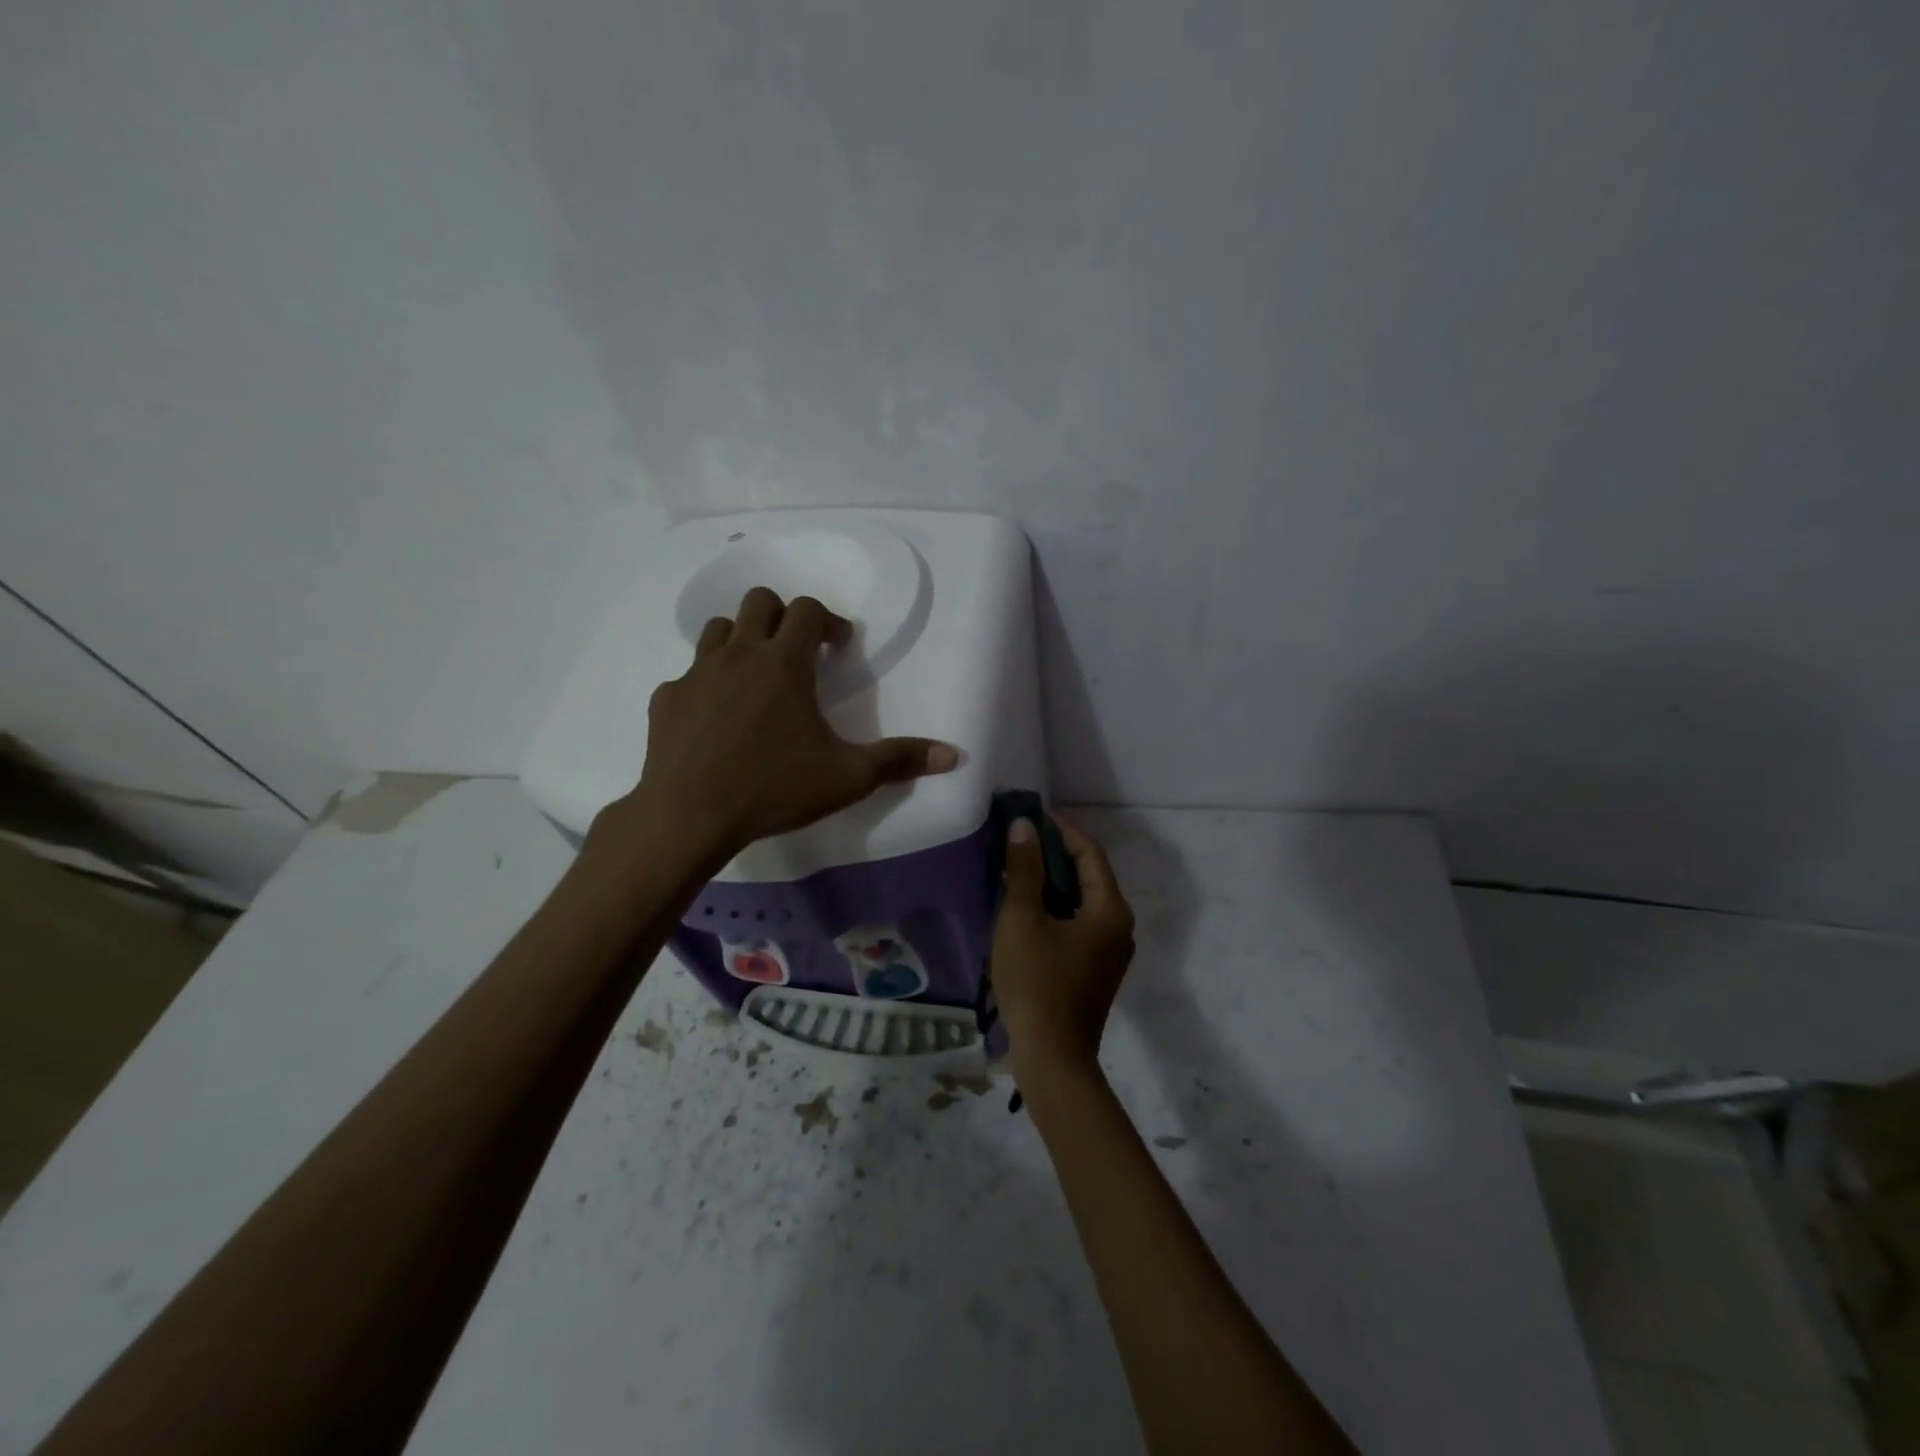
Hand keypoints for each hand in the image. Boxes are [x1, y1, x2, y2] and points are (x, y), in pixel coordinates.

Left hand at [609, 587, 957, 860]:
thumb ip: (900, 760)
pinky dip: (707, 684)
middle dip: (783, 616)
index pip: (807, 609)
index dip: (828, 620)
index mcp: (785, 663)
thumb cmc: (774, 789)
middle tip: (798, 653)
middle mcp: (739, 654)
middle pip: (759, 602)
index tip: (839, 645)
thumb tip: (955, 755)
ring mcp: (696, 673)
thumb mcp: (848, 777)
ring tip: (756, 677)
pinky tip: (716, 719)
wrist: (689, 816)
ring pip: (719, 629)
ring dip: (742, 640)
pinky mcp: (667, 699)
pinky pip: (689, 674)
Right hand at [991, 814, 1135, 1078]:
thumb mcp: (1022, 920)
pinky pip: (1079, 922)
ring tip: (1020, 867)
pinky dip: (1057, 906)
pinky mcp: (1096, 970)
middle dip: (1057, 853)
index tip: (1033, 813)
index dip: (1062, 829)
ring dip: (1055, 880)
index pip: (1090, 853)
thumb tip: (1024, 827)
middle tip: (1021, 838)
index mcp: (1110, 910)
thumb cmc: (1037, 983)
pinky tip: (1028, 907)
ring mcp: (1110, 951)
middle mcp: (1119, 926)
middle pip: (1090, 875)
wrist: (1052, 1060)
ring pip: (1084, 900)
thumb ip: (1024, 869)